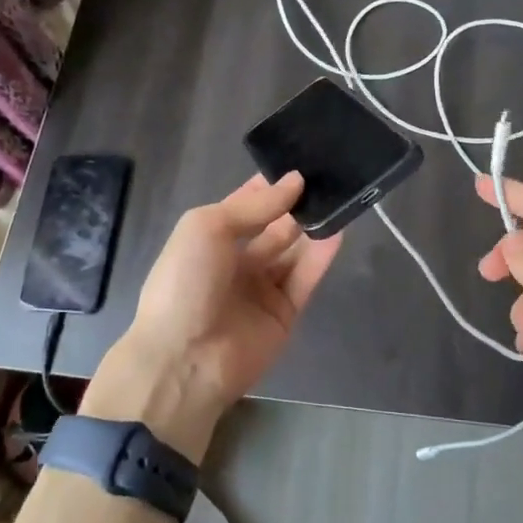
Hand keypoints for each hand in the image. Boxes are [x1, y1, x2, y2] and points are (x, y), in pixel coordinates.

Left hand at [85, 173, 339, 459]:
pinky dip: (321, 255)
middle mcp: (237, 261)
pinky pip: (305, 278)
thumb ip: (254, 206)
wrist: (183, 360)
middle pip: (274, 227)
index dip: (271, 185)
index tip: (302, 163)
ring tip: (339, 198)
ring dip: (312, 227)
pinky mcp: (284, 314)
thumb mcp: (208, 227)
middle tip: (328, 179)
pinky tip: (338, 230)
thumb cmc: (185, 282)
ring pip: (293, 251)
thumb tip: (295, 181)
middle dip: (296, 205)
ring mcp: (261, 289)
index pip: (247, 205)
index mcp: (210, 239)